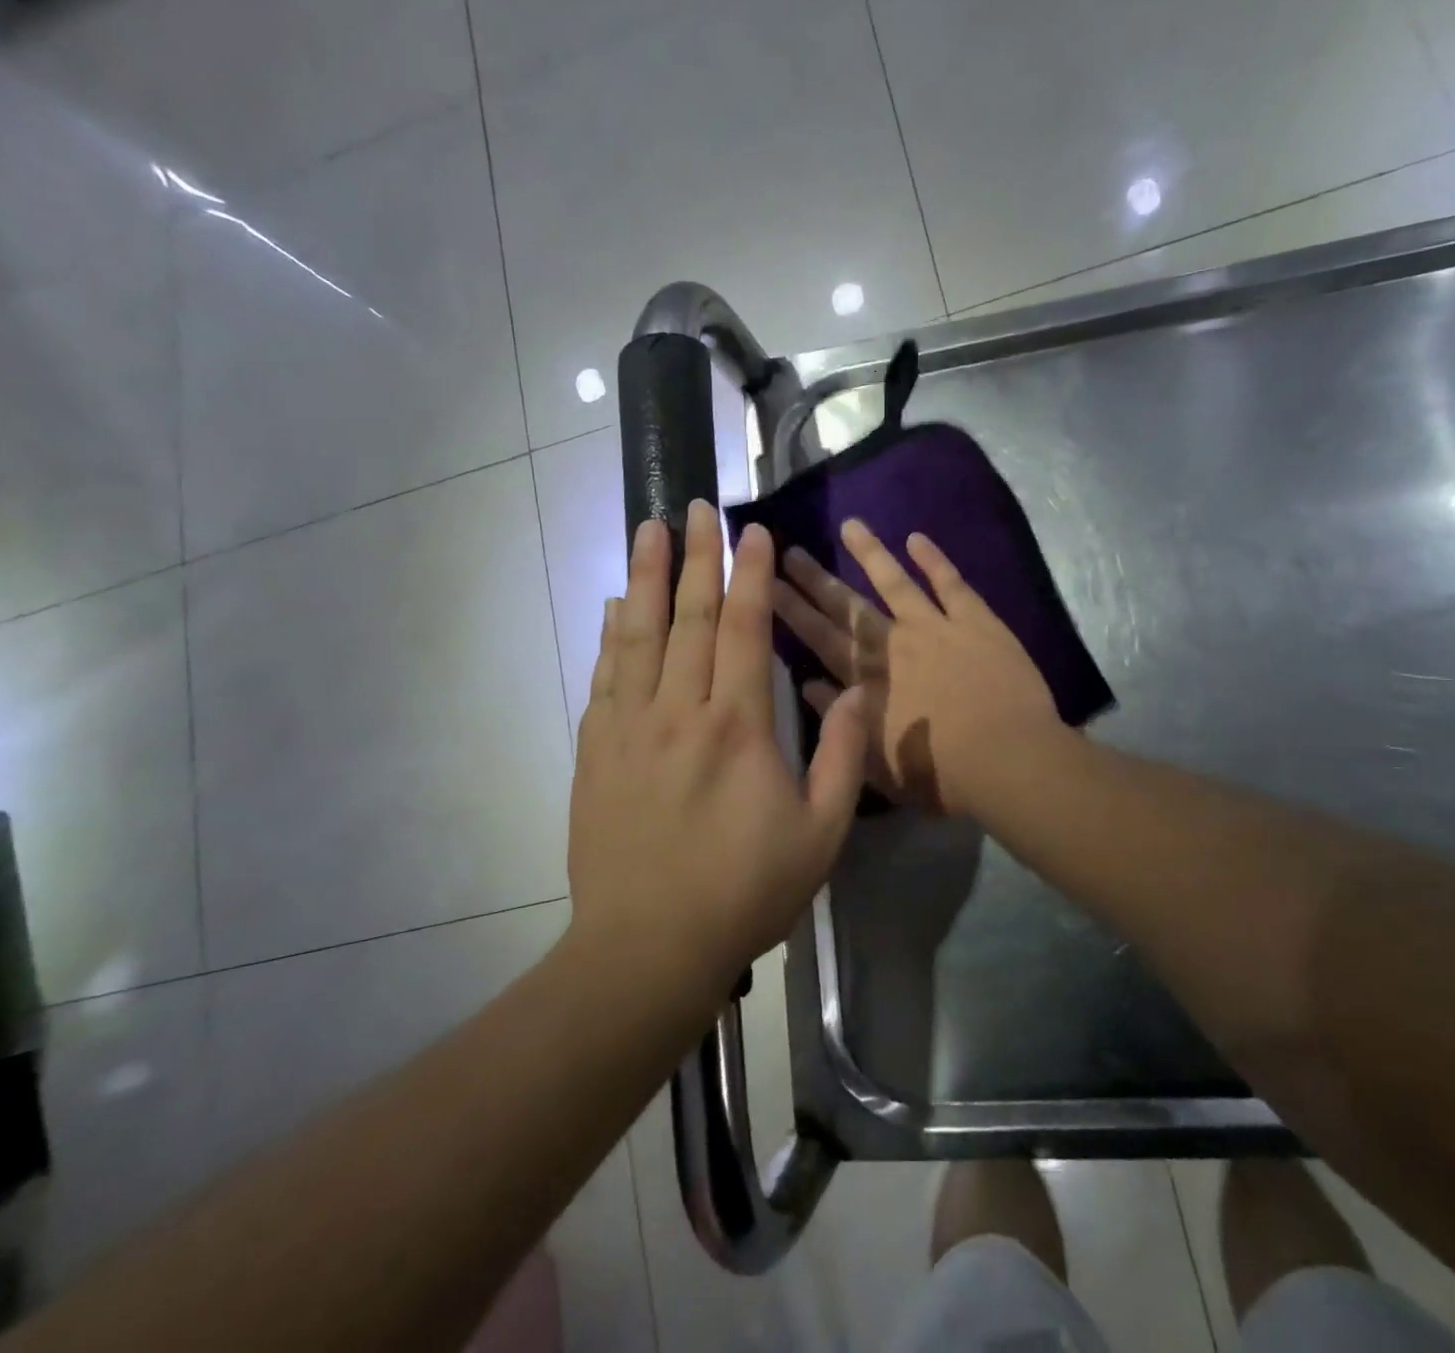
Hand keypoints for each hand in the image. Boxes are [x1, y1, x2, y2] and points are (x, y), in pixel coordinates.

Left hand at [568, 501, 865, 1001]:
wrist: (649, 948)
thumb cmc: (745, 891)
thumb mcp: (821, 833)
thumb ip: (842, 756)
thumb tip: (858, 692)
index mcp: (738, 726)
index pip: (746, 629)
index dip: (751, 574)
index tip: (753, 531)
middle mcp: (679, 711)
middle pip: (689, 617)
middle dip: (695, 556)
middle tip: (694, 506)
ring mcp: (629, 728)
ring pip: (638, 636)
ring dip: (644, 578)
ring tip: (646, 530)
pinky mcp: (596, 752)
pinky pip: (605, 678)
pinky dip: (611, 636)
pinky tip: (612, 608)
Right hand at [772, 519, 1059, 814]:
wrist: (1007, 760)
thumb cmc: (940, 776)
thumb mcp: (877, 765)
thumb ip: (841, 723)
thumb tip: (808, 685)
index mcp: (867, 682)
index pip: (819, 639)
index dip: (791, 611)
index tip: (766, 585)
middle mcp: (893, 645)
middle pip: (847, 607)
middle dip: (815, 579)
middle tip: (789, 550)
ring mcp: (935, 627)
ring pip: (895, 581)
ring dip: (871, 553)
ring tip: (850, 524)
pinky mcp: (976, 621)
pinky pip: (951, 583)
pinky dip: (934, 559)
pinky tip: (916, 538)